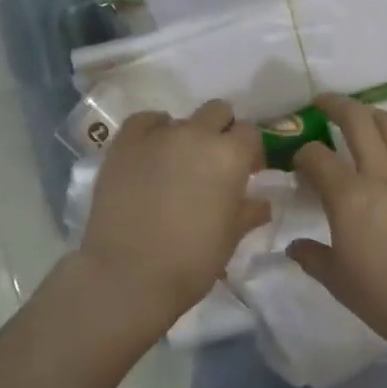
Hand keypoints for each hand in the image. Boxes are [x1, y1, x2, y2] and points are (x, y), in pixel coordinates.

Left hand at [79, 100, 269, 322]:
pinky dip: (152, 131)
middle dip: (220, 132)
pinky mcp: (124, 143)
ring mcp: (158, 135)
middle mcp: (197, 134)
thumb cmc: (191, 261)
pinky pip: (145, 121)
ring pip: (181, 119)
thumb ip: (248, 212)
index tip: (245, 173)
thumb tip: (262, 202)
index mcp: (230, 156)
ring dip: (185, 136)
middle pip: (217, 112)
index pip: (249, 133)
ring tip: (175, 167)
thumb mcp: (230, 239)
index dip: (249, 152)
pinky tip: (150, 153)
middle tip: (212, 164)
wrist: (128, 275)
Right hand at [288, 95, 386, 348]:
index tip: (300, 162)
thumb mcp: (338, 282)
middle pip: (356, 122)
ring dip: (373, 113)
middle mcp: (380, 173)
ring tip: (363, 114)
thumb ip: (313, 258)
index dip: (302, 154)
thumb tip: (294, 247)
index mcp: (347, 196)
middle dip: (335, 106)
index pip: (316, 157)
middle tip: (323, 102)